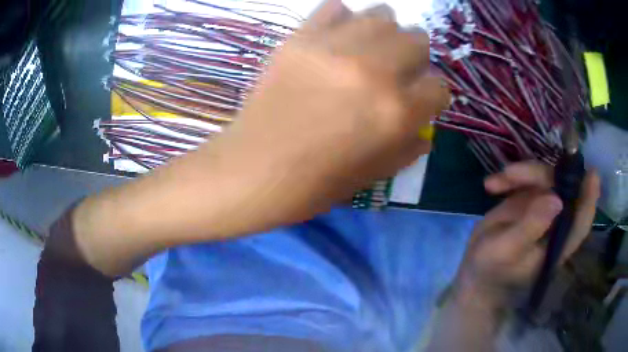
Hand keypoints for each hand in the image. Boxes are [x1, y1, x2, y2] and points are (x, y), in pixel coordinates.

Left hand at [203, 0, 449, 226]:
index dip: (433, 95)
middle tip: (398, 69)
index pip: (439, 87)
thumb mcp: (374, 175)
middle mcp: (374, 71)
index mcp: (397, 112)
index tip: (420, 100)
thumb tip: (424, 129)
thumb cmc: (314, 184)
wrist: (253, 171)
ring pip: (383, 15)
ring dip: (385, 32)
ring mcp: (334, 48)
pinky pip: (335, 7)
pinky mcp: (300, 39)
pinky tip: (337, 38)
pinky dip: (343, 19)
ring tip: (371, 48)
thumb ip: (408, 148)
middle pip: (417, 40)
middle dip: (415, 57)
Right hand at [453, 161, 599, 311]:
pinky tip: (492, 185)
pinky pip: (528, 179)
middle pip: (562, 189)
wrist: (475, 270)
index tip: (592, 174)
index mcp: (557, 244)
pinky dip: (511, 177)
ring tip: (498, 181)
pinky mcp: (530, 201)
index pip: (581, 221)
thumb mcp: (506, 250)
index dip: (590, 198)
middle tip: (513, 173)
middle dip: (541, 174)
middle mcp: (556, 224)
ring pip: (546, 179)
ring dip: (523, 173)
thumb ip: (530, 227)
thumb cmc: (490, 269)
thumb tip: (556, 200)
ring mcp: (544, 210)